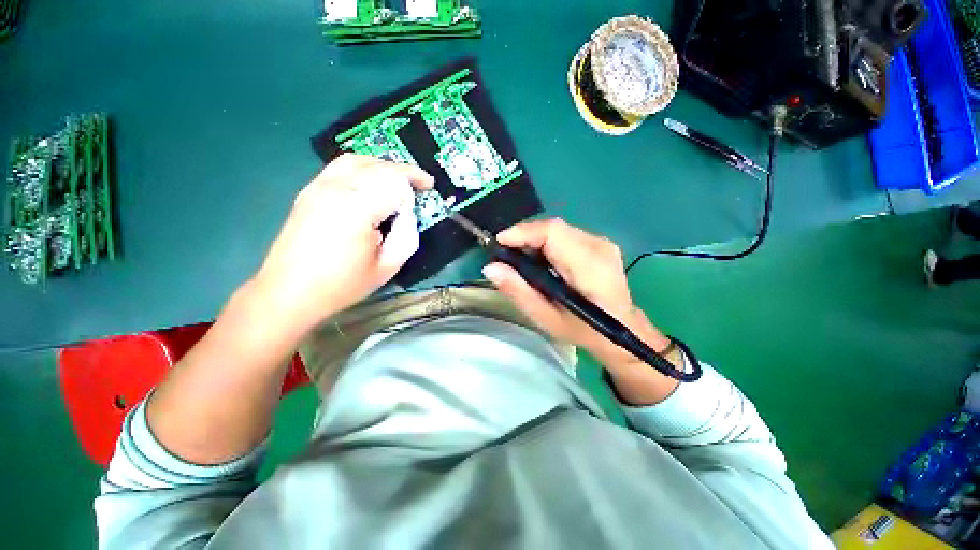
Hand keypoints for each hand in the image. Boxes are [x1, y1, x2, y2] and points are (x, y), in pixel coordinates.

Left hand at [251, 154, 433, 336]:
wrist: (289, 292)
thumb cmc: (342, 285)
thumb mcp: (387, 267)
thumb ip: (407, 236)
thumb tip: (407, 215)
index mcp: (358, 208)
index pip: (395, 180)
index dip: (415, 184)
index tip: (427, 192)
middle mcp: (337, 188)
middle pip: (380, 166)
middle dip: (405, 172)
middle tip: (422, 184)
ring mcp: (319, 186)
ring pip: (359, 160)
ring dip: (384, 167)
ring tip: (399, 181)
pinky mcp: (309, 191)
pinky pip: (341, 166)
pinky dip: (364, 168)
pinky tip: (371, 183)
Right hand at [482, 218, 670, 369]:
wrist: (623, 332)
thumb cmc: (584, 331)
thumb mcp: (546, 318)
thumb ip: (519, 291)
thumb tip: (490, 267)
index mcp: (590, 267)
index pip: (553, 233)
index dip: (523, 232)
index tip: (499, 243)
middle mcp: (599, 246)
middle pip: (553, 228)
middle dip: (524, 238)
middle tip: (506, 257)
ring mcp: (602, 242)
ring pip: (557, 230)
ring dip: (534, 241)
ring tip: (521, 262)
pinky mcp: (599, 243)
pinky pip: (565, 235)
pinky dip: (546, 244)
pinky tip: (541, 262)